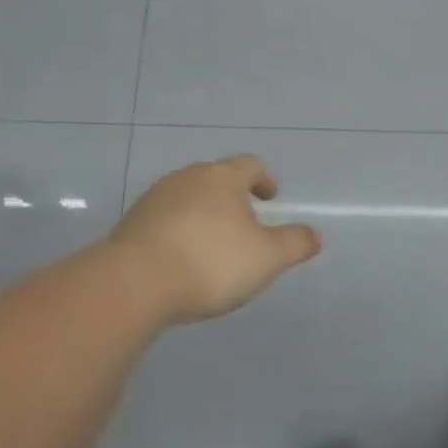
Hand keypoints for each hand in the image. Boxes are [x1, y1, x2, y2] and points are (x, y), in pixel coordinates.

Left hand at [110, 156, 320, 323]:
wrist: (134, 283)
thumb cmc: (210, 263)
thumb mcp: (267, 258)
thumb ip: (294, 244)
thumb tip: (315, 235)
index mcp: (223, 178)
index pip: (250, 165)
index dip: (264, 179)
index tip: (270, 196)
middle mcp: (188, 178)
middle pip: (216, 177)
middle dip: (232, 195)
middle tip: (245, 219)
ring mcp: (155, 198)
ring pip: (188, 196)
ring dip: (204, 212)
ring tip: (213, 240)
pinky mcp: (132, 222)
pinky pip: (165, 218)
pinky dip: (179, 229)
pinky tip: (182, 256)